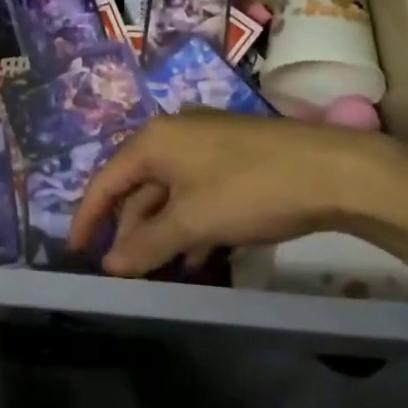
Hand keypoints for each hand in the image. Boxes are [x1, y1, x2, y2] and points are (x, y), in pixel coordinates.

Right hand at [70, 113, 407, 276]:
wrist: (331, 171)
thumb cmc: (248, 190)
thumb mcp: (192, 222)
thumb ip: (147, 244)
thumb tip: (110, 266)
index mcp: (155, 140)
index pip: (107, 180)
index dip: (89, 217)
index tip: (76, 252)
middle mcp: (174, 134)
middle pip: (138, 186)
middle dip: (130, 230)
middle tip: (125, 273)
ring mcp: (207, 143)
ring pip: (170, 192)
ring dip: (162, 232)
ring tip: (163, 272)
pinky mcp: (234, 157)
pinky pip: (197, 192)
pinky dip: (191, 224)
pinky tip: (200, 256)